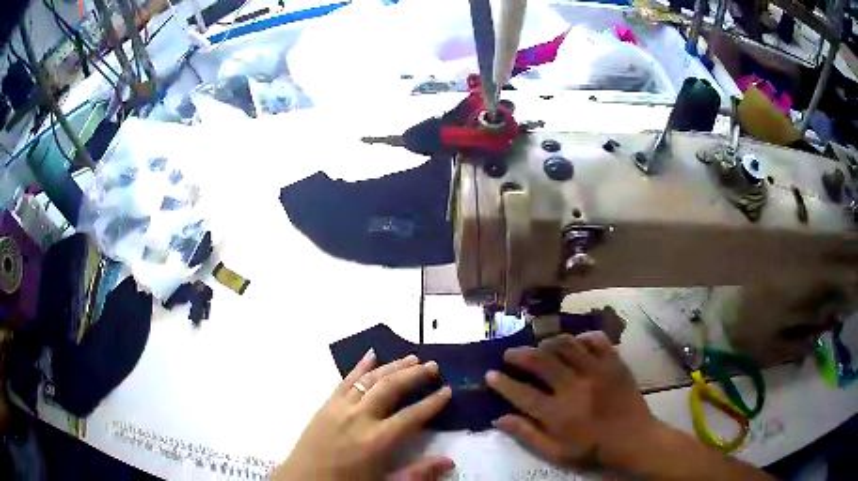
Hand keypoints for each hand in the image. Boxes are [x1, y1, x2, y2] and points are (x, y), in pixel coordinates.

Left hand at [272, 351, 453, 480]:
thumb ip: (418, 473)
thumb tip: (449, 462)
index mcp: (377, 441)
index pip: (412, 416)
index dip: (432, 402)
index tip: (447, 390)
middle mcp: (360, 418)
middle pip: (391, 388)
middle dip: (415, 375)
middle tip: (433, 366)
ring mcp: (340, 408)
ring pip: (370, 379)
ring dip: (392, 366)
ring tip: (411, 358)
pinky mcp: (326, 405)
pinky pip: (345, 380)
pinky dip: (360, 366)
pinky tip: (372, 355)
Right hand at [485, 332, 662, 471]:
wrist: (635, 440)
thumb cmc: (594, 451)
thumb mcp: (557, 454)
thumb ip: (528, 436)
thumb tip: (499, 419)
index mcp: (559, 414)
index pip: (522, 394)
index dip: (503, 383)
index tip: (490, 374)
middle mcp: (576, 388)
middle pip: (542, 361)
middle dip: (520, 355)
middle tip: (510, 354)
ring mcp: (598, 371)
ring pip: (567, 345)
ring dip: (548, 342)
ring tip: (540, 346)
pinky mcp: (615, 363)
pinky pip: (596, 340)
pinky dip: (582, 338)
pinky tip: (575, 343)